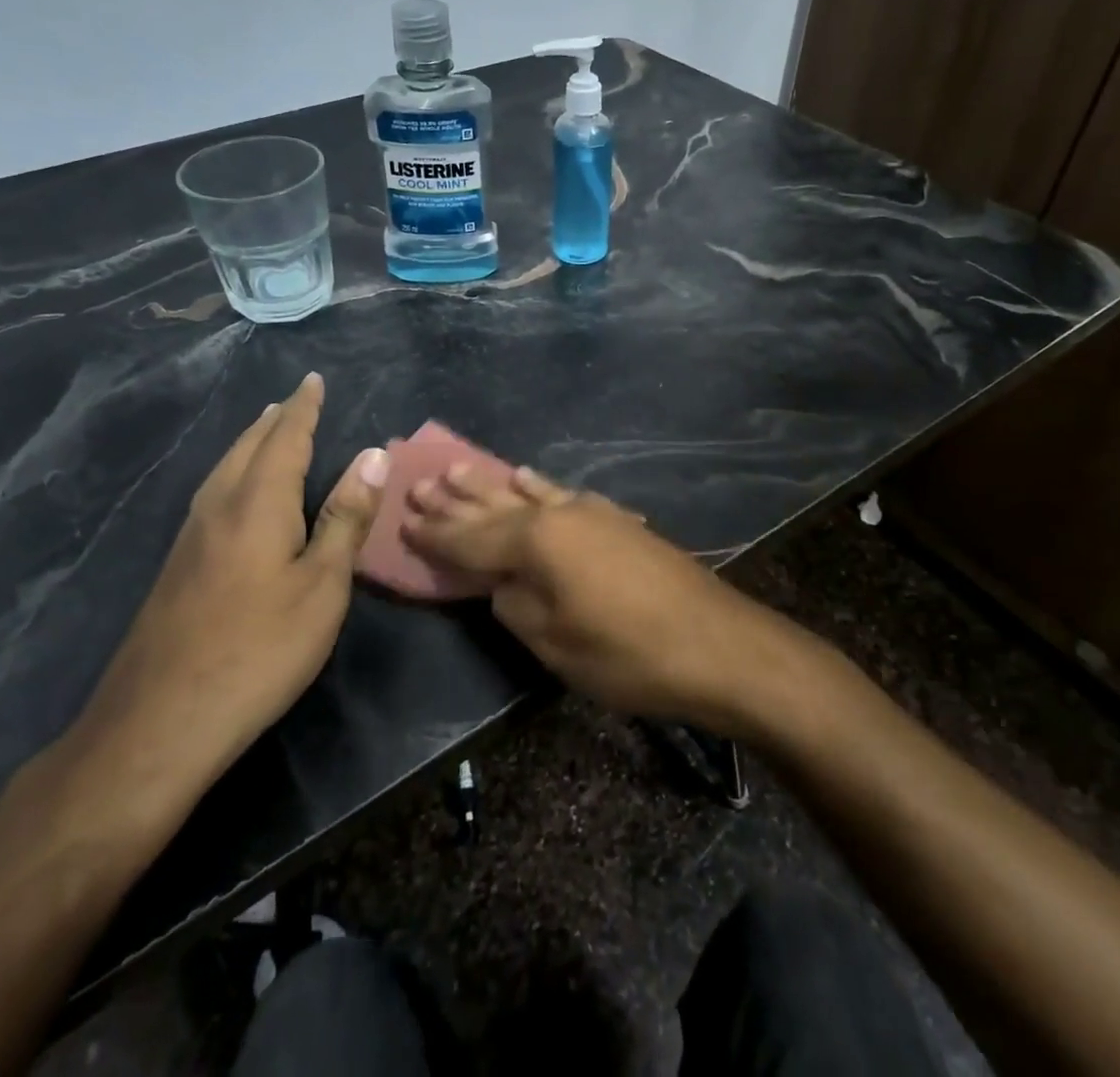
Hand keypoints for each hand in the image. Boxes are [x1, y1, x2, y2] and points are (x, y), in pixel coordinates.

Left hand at [62, 372, 388, 815]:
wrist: (159, 723)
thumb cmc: (259, 649)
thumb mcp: (322, 585)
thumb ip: (345, 518)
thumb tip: (374, 454)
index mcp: (257, 503)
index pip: (285, 438)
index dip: (303, 408)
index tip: (313, 380)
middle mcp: (219, 507)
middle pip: (247, 448)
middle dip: (273, 420)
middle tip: (292, 399)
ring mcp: (190, 538)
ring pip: (223, 470)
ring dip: (249, 443)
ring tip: (265, 430)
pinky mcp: (177, 567)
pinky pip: (212, 494)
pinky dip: (234, 472)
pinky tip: (235, 493)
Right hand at [401, 465, 787, 731]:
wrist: (717, 644)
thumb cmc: (626, 653)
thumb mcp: (554, 641)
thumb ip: (515, 604)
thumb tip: (501, 582)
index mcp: (536, 541)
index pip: (470, 537)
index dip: (435, 533)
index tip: (402, 519)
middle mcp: (559, 514)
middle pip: (496, 504)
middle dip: (457, 497)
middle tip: (421, 479)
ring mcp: (592, 512)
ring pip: (529, 493)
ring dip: (493, 483)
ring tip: (461, 466)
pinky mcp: (618, 521)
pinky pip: (564, 496)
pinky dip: (541, 488)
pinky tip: (529, 477)